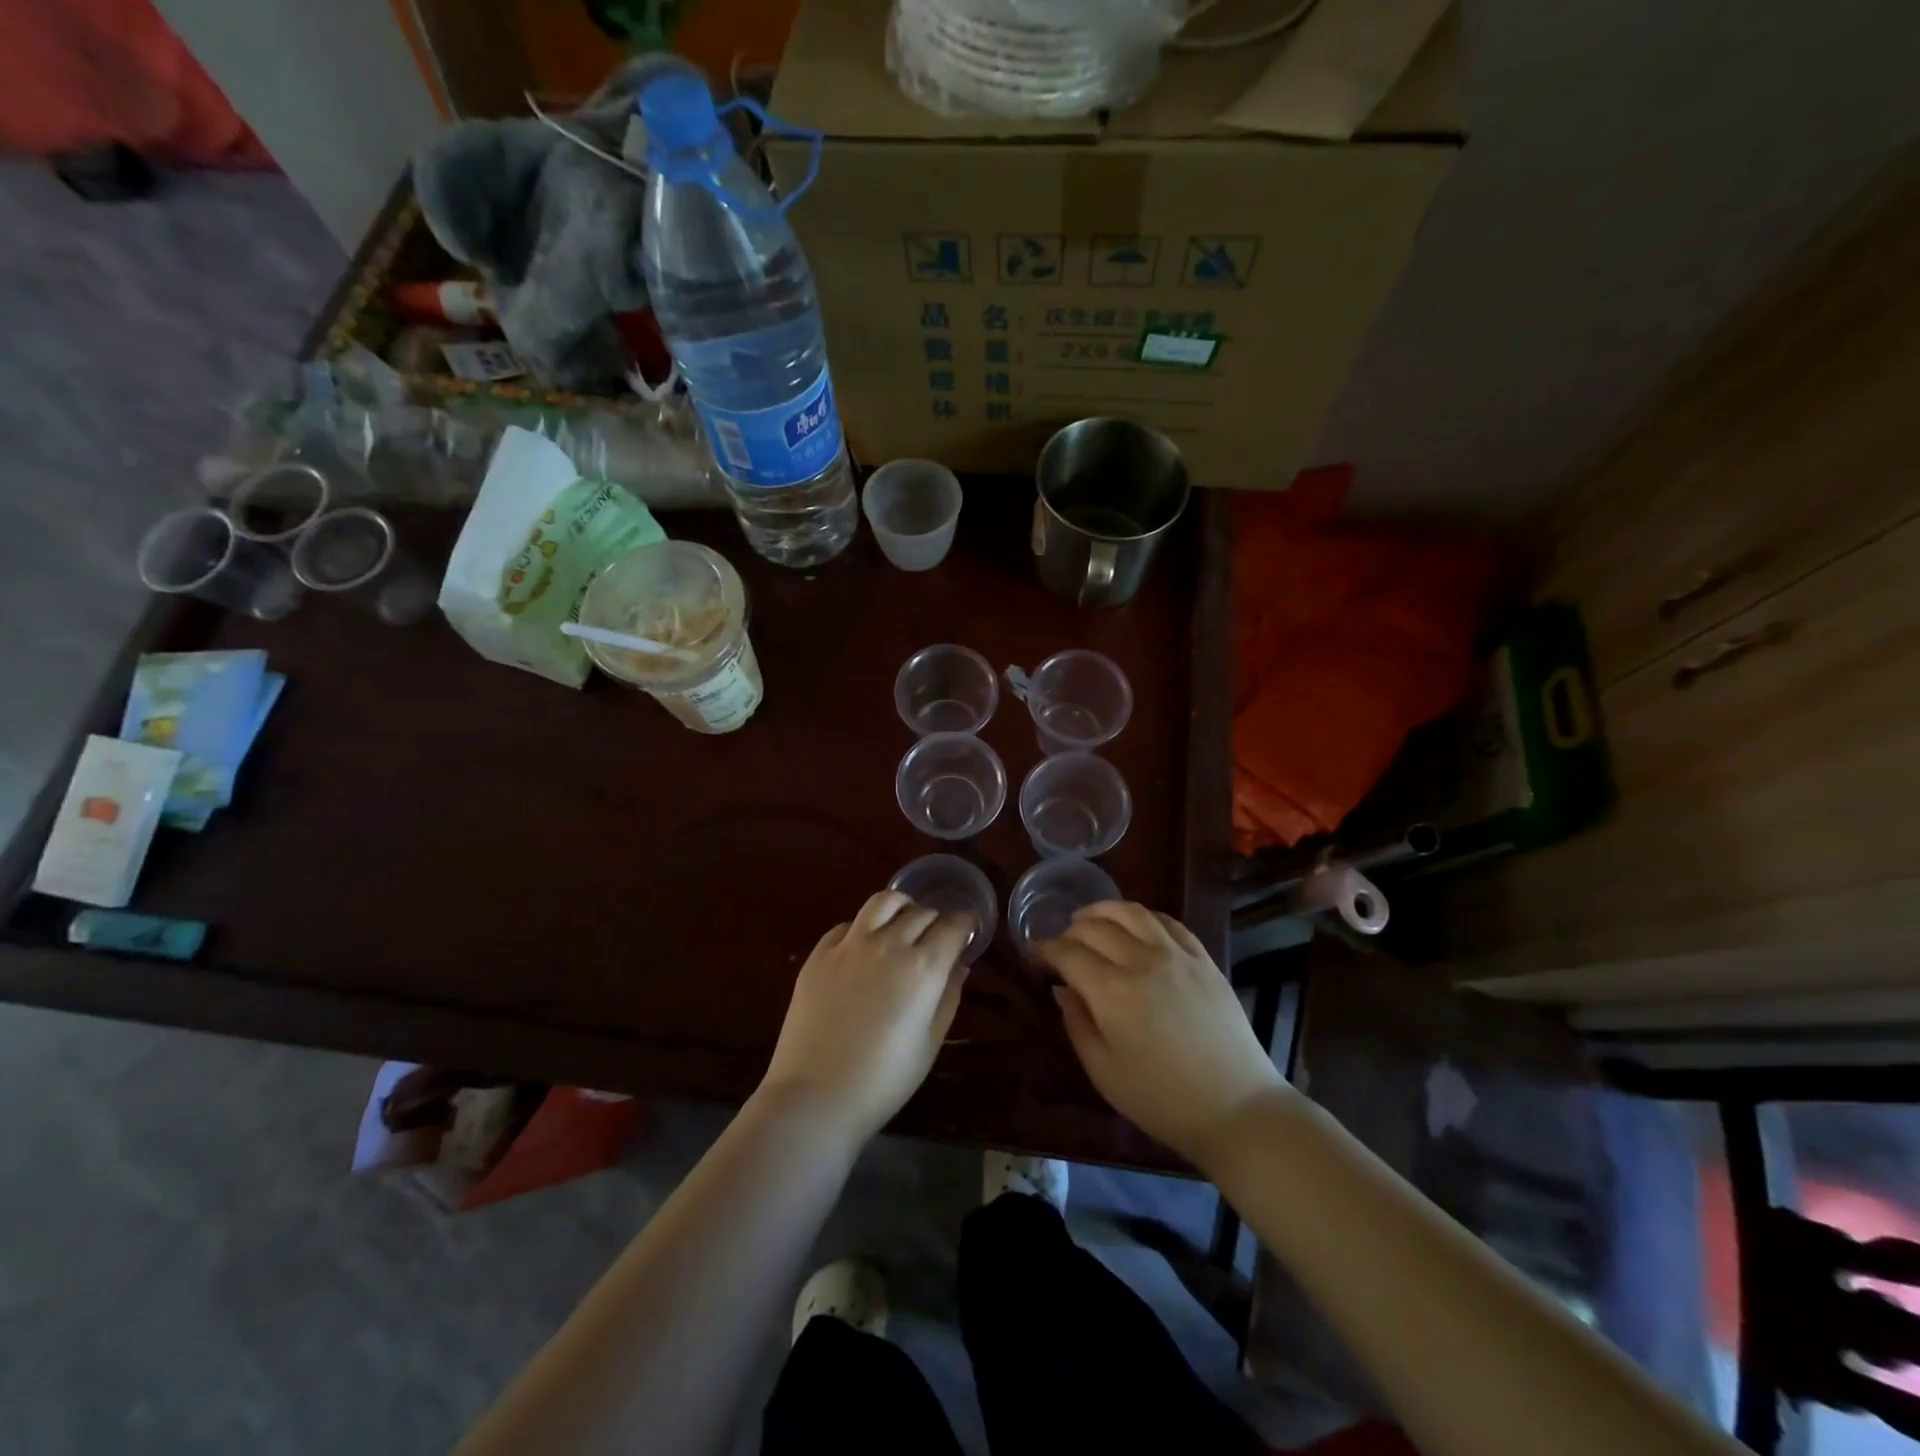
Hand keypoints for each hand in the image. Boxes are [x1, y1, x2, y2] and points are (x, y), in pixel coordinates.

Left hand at [758, 891, 973, 1143]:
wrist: (816, 1096)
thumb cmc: (883, 1080)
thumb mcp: (930, 1043)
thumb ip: (948, 997)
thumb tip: (958, 964)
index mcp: (922, 967)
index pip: (952, 926)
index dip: (966, 922)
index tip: (969, 927)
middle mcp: (888, 944)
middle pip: (921, 913)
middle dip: (936, 919)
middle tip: (938, 935)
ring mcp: (850, 945)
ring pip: (882, 902)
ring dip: (901, 906)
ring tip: (903, 921)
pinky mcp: (819, 954)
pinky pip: (847, 924)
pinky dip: (864, 927)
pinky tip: (864, 945)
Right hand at [1039, 902, 1288, 1166]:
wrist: (1236, 1108)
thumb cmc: (1162, 1099)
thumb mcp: (1104, 1072)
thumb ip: (1077, 1024)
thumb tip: (1062, 989)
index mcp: (1112, 991)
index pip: (1069, 953)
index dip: (1046, 949)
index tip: (1034, 952)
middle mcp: (1142, 961)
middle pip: (1097, 927)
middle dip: (1071, 930)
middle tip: (1061, 942)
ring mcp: (1177, 956)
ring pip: (1133, 913)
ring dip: (1104, 910)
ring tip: (1090, 918)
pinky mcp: (1203, 960)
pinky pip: (1169, 922)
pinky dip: (1145, 916)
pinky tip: (1136, 925)